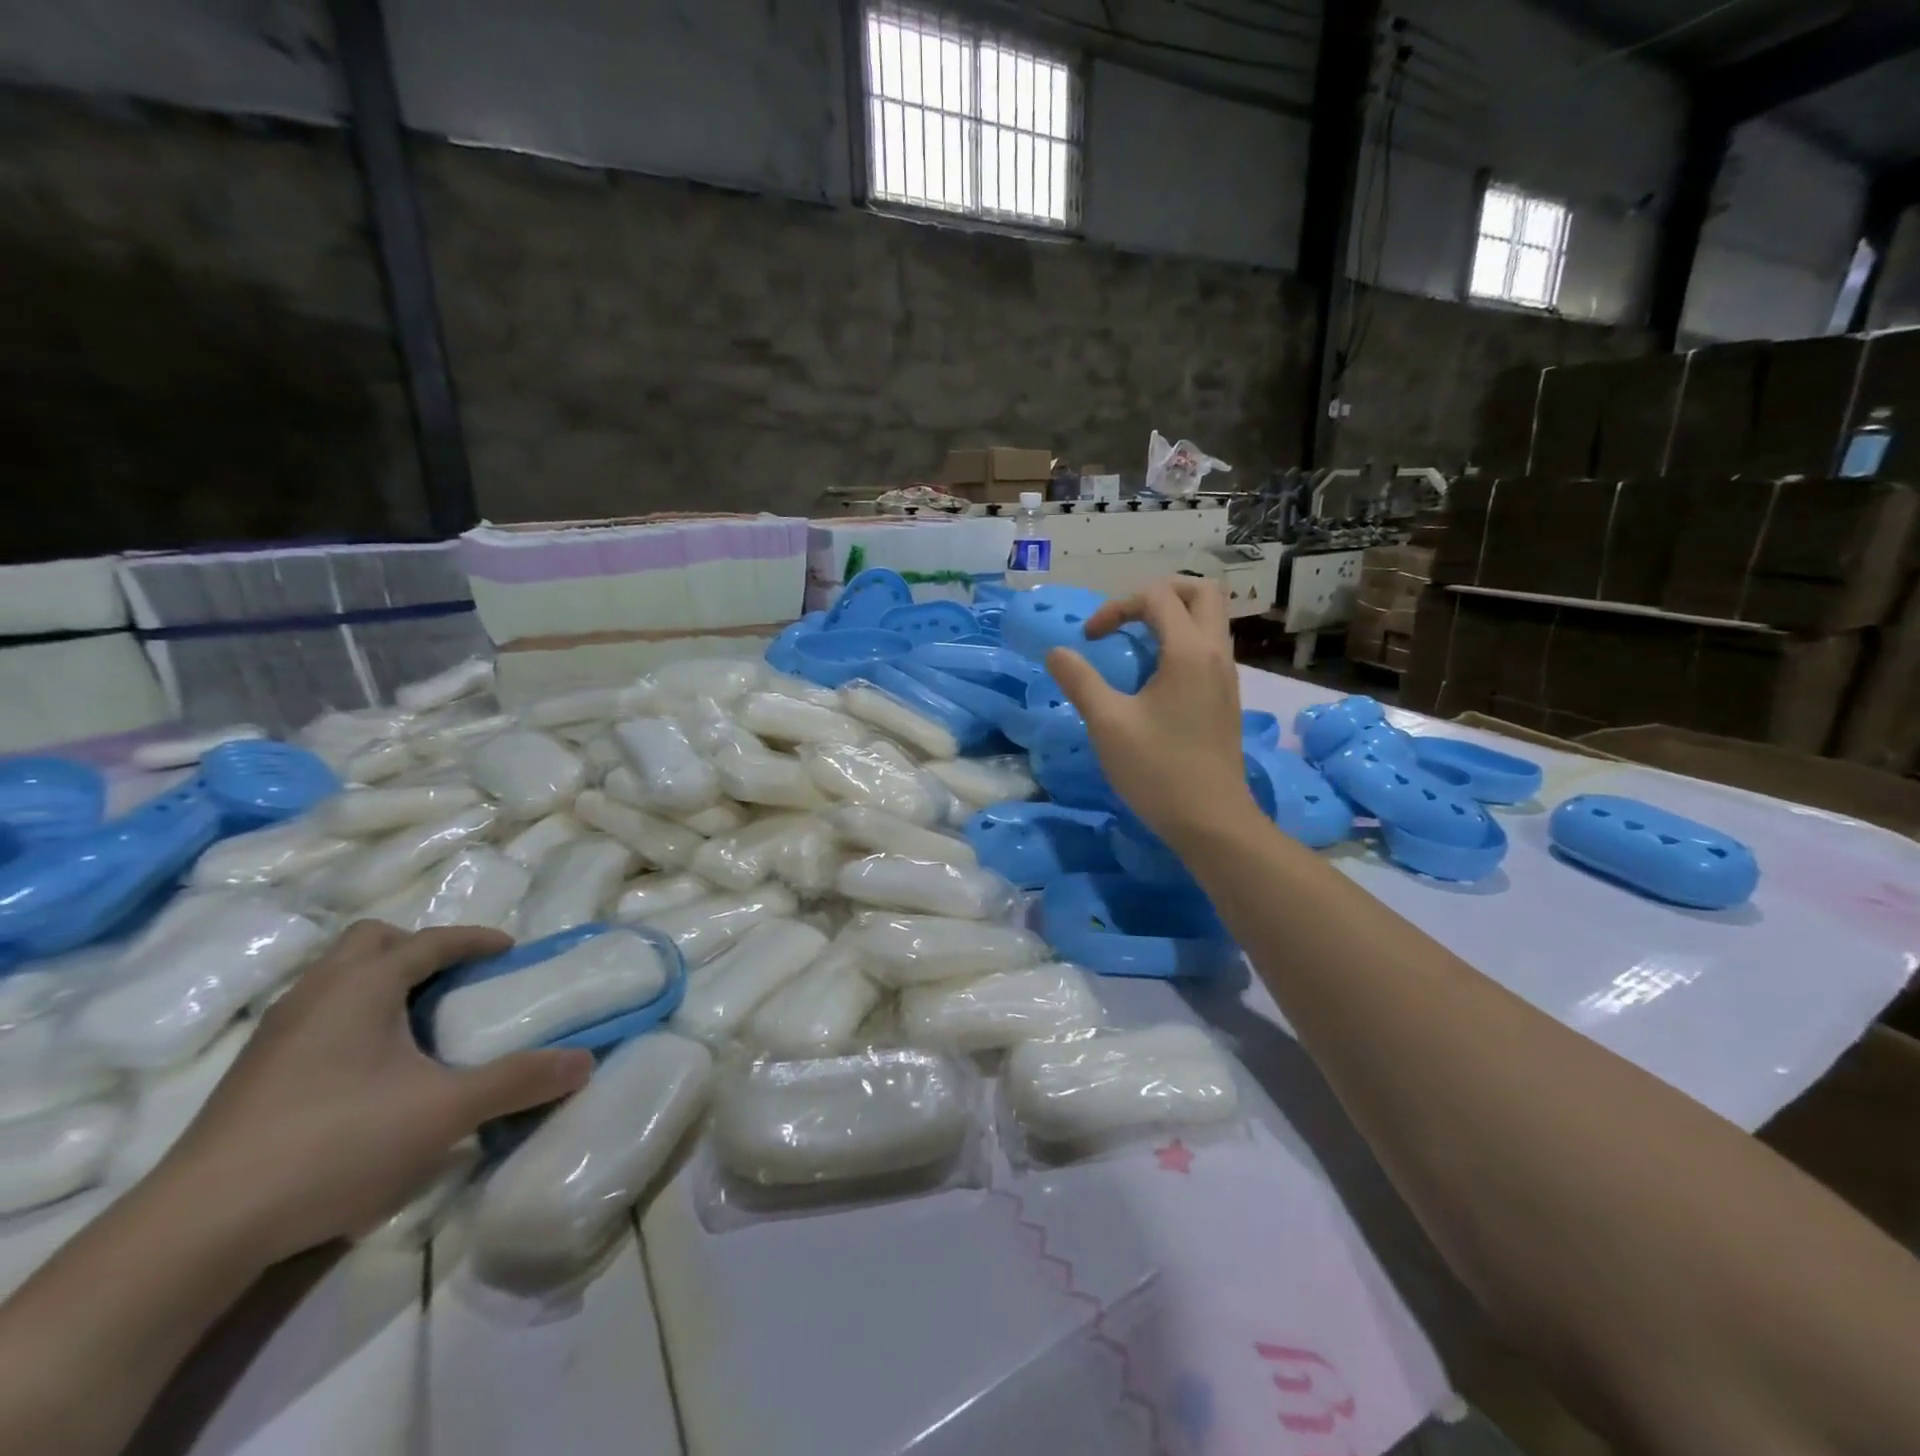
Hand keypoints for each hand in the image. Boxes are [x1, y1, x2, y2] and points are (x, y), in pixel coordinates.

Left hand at [156, 921, 591, 1266]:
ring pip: (337, 979)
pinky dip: (355, 1018)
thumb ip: (519, 1081)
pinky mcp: (253, 1077)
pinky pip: (318, 1016)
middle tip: (455, 981)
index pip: (428, 940)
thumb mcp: (445, 1111)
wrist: (195, 1232)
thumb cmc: (335, 1143)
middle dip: (418, 949)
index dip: (474, 939)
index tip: (509, 951)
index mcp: (361, 986)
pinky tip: (373, 1069)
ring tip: (421, 1023)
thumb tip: (585, 1061)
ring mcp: (276, 1036)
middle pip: (370, 943)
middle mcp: (315, 995)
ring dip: (384, 984)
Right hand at [1046, 577, 1263, 852]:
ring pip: (1210, 620)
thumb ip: (1080, 680)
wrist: (1211, 820)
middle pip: (1202, 592)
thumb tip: (1056, 652)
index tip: (1090, 640)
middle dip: (1159, 594)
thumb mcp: (1107, 723)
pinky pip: (1209, 648)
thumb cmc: (1157, 770)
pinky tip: (1154, 677)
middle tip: (1126, 618)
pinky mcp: (1225, 698)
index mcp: (1189, 651)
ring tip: (1135, 645)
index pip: (1157, 597)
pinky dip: (1182, 643)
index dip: (1116, 607)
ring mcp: (1226, 676)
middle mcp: (1216, 654)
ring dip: (1173, 618)